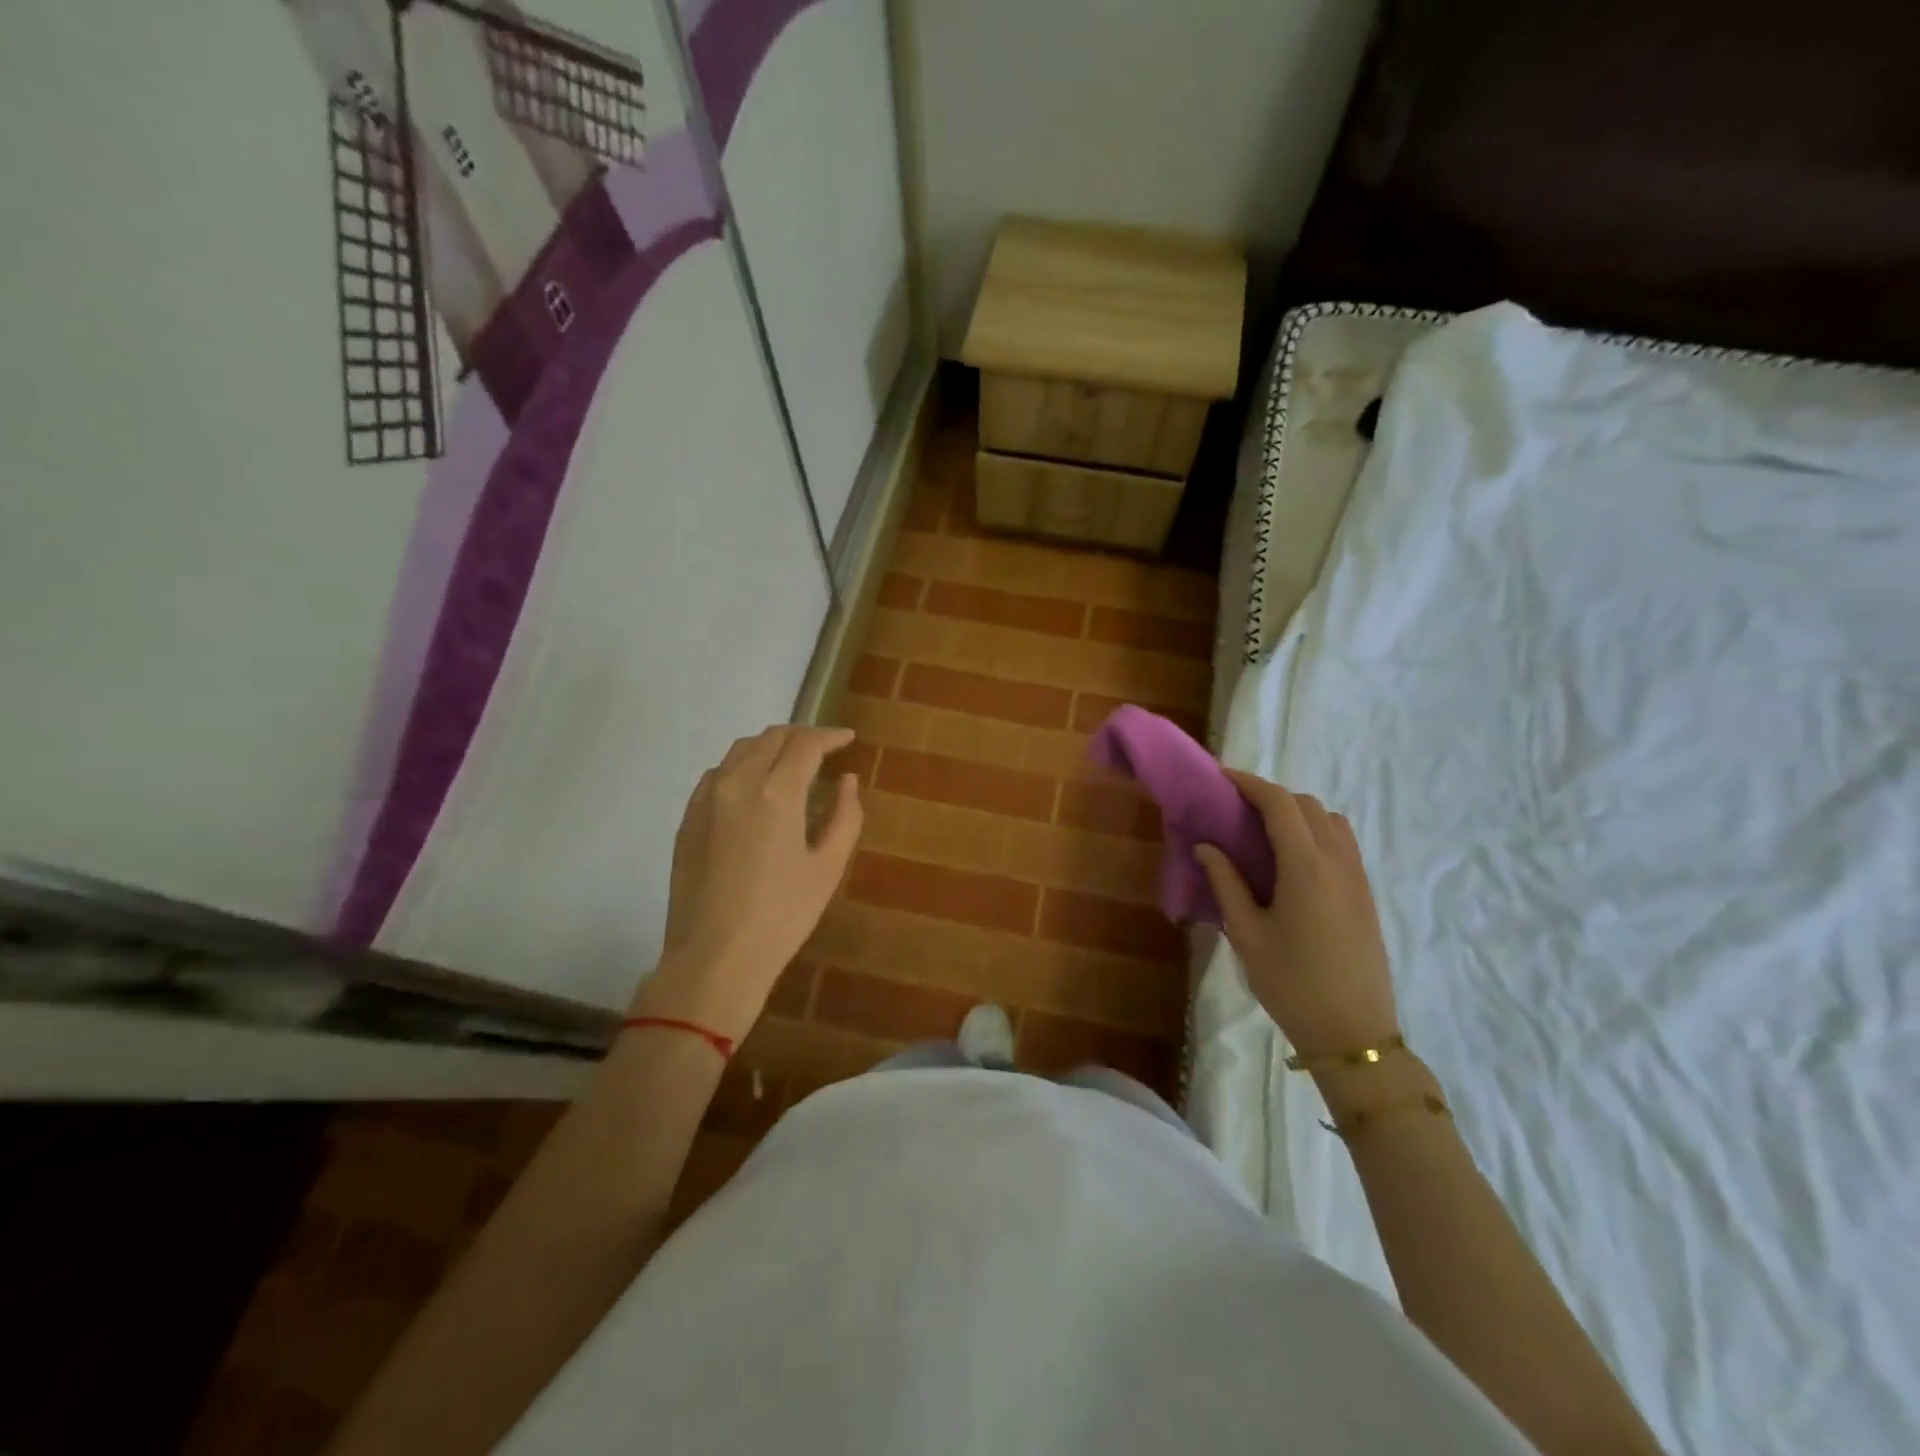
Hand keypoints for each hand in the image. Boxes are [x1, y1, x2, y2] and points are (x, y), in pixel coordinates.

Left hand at [634, 725, 863, 1040]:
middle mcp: (736, 783)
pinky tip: (755, 786)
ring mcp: (705, 799)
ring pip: (740, 750)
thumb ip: (844, 816)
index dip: (830, 736)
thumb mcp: (827, 868)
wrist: (714, 957)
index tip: (848, 739)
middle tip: (824, 749)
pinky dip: (743, 765)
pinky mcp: (687, 818)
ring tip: (791, 763)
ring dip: (771, 746)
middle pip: (771, 738)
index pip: (805, 744)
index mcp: (776, 794)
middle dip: (802, 736)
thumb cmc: (782, 916)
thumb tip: (846, 780)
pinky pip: (718, 773)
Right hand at [1194, 770, 1399, 1061]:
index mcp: (1306, 867)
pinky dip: (1316, 834)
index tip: (1221, 779)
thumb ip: (1225, 883)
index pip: (1279, 804)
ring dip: (1298, 814)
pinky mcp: (1366, 896)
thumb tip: (1206, 846)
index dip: (1249, 784)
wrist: (1353, 1034)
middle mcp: (1338, 862)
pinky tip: (1292, 862)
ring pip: (1331, 821)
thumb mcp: (1246, 934)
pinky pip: (1343, 844)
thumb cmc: (1291, 984)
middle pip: (1307, 805)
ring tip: (1265, 835)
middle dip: (1271, 797)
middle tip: (1236, 811)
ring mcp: (1358, 878)